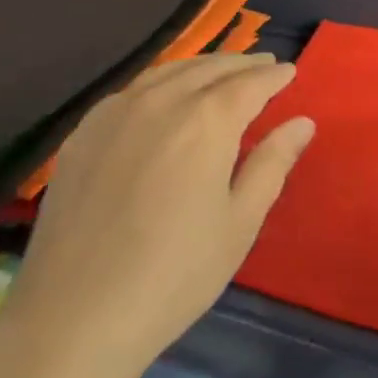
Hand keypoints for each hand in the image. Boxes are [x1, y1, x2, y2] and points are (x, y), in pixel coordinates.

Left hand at [4, 55, 313, 377]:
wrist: (75, 313)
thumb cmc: (174, 275)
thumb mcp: (239, 223)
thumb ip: (272, 164)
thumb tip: (302, 122)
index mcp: (207, 120)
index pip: (249, 83)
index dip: (273, 76)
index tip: (290, 71)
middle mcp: (162, 100)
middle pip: (209, 68)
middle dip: (241, 64)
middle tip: (263, 64)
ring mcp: (116, 110)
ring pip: (168, 72)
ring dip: (201, 67)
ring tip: (221, 72)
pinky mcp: (85, 129)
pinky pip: (133, 90)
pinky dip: (161, 82)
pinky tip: (165, 95)